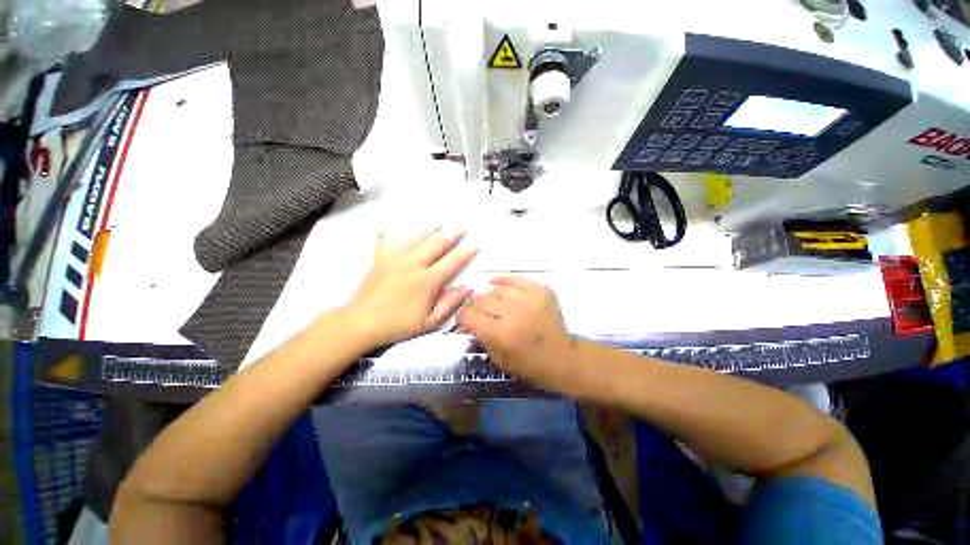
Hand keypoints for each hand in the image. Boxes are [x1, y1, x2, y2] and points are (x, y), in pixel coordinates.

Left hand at [344, 230, 476, 346]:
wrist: (361, 323)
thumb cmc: (398, 324)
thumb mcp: (429, 322)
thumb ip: (450, 303)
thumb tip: (467, 288)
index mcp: (428, 281)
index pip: (452, 261)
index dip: (466, 252)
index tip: (475, 243)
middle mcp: (414, 264)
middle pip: (437, 243)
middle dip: (452, 234)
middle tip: (462, 228)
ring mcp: (396, 258)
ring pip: (417, 237)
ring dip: (431, 228)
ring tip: (440, 223)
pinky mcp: (381, 258)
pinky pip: (387, 237)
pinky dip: (392, 228)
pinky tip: (395, 220)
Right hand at [457, 276, 581, 393]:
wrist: (562, 358)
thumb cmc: (529, 365)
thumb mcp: (498, 358)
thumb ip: (480, 337)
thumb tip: (468, 321)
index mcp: (501, 334)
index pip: (470, 316)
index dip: (461, 317)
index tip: (462, 320)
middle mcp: (513, 312)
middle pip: (481, 300)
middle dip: (472, 306)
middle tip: (473, 311)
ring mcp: (529, 299)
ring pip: (497, 289)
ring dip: (487, 295)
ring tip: (487, 302)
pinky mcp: (541, 291)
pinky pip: (516, 279)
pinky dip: (503, 280)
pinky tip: (495, 283)